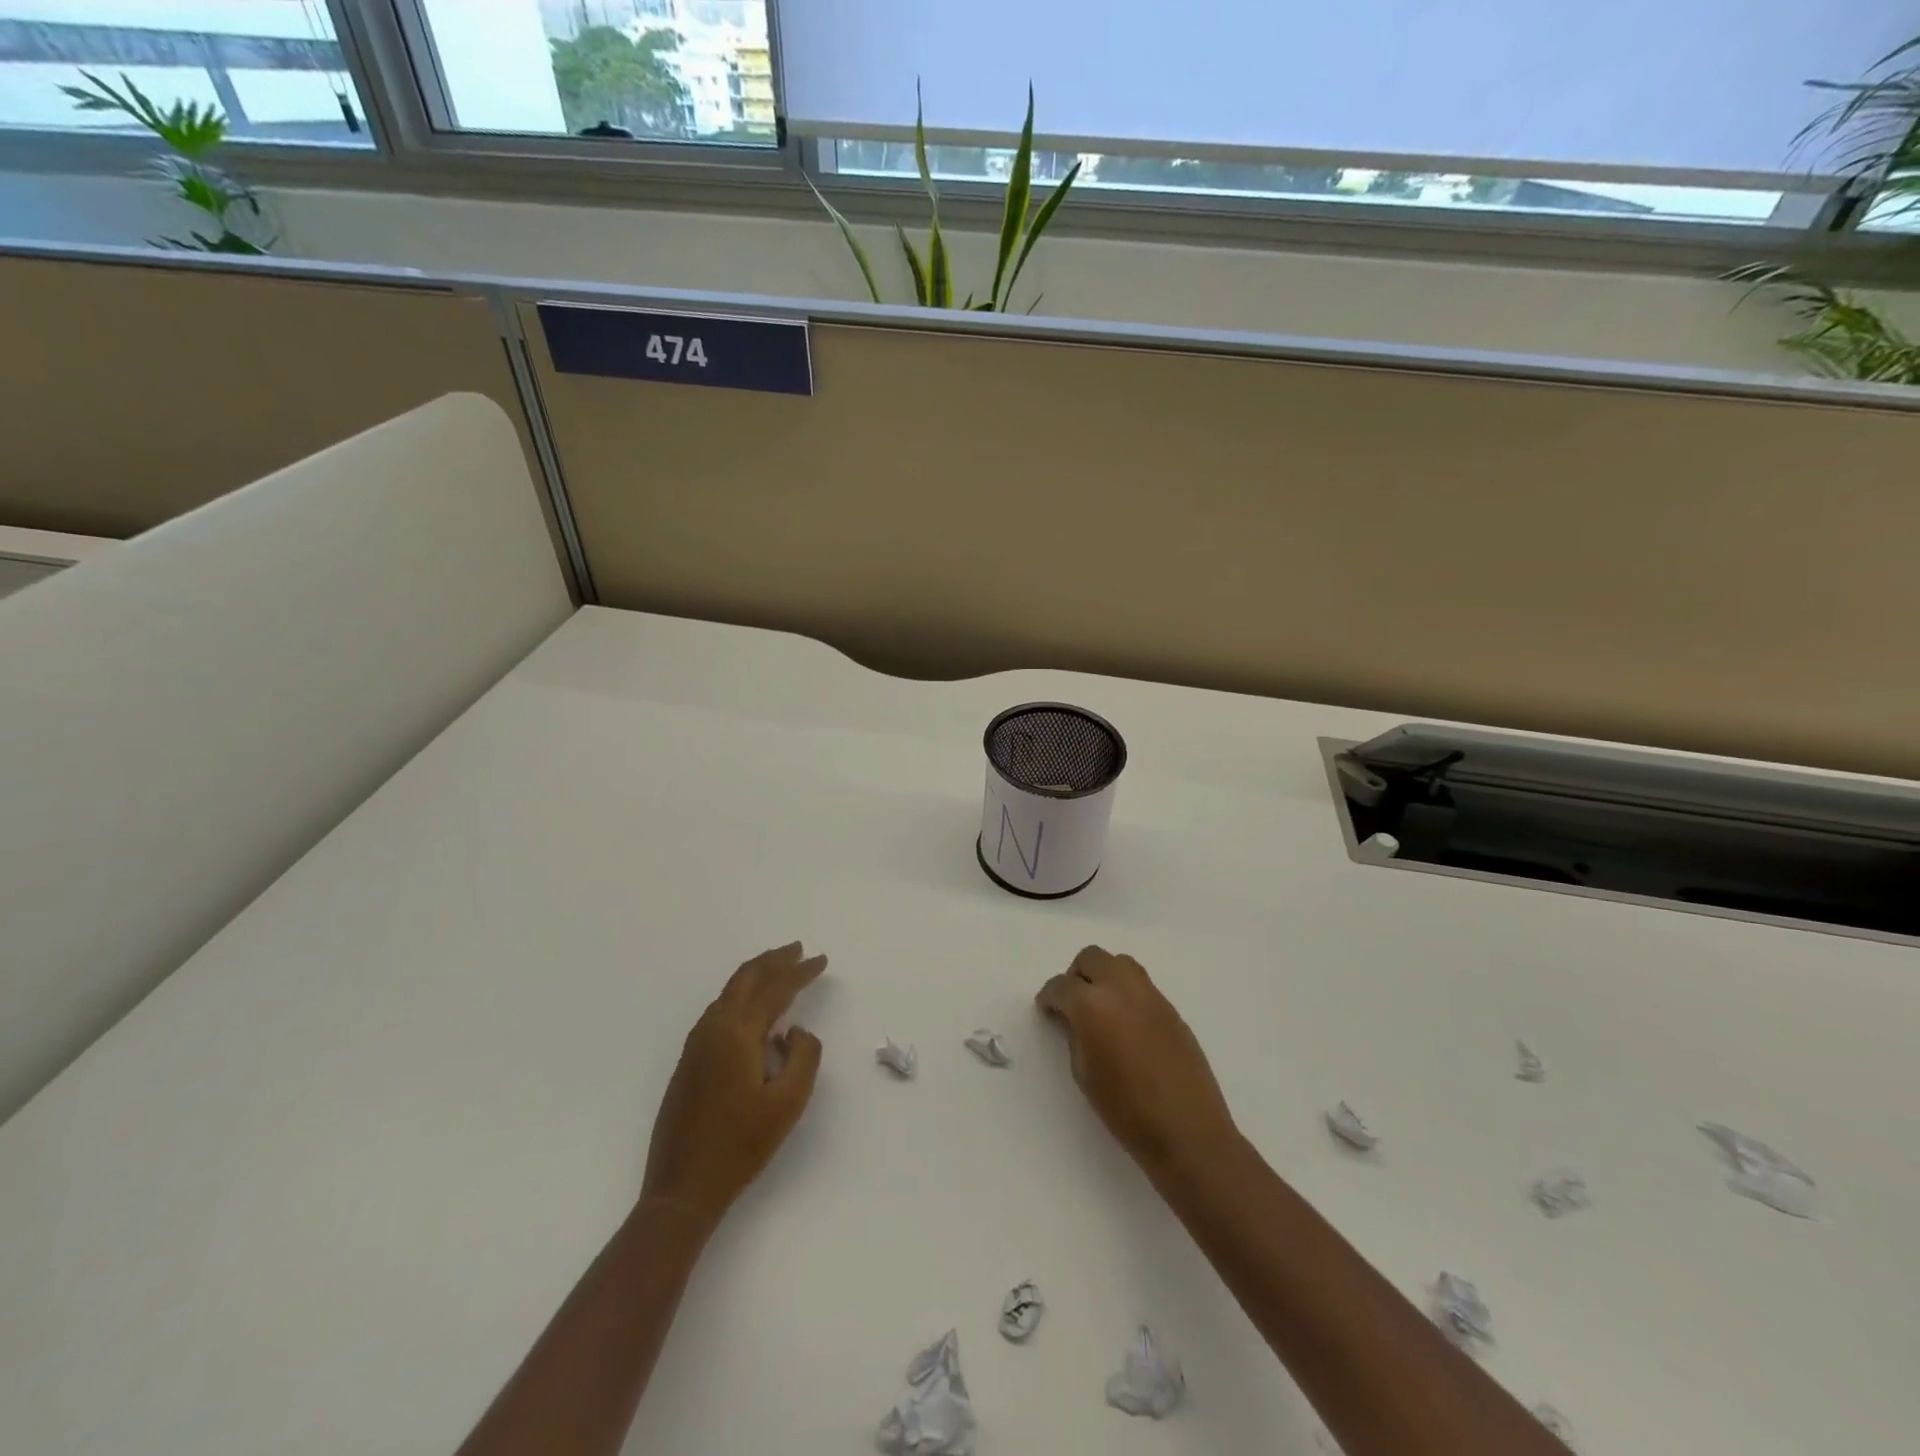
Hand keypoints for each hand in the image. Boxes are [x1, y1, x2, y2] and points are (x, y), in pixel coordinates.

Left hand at [641, 943, 825, 1222]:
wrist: (682, 1188)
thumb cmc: (741, 1146)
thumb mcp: (788, 1103)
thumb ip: (804, 1056)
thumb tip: (795, 1031)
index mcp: (737, 1033)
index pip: (775, 988)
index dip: (801, 971)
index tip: (822, 960)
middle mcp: (713, 1027)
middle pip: (746, 978)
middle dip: (774, 960)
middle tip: (799, 950)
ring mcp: (697, 1043)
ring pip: (730, 991)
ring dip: (757, 975)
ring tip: (781, 969)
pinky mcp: (690, 1060)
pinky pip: (720, 1009)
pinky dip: (742, 995)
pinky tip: (755, 1007)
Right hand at [1037, 946, 1237, 1180]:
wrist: (1187, 1131)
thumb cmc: (1126, 1110)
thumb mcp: (1083, 1073)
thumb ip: (1075, 1035)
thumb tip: (1075, 1019)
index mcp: (1091, 1005)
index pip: (1061, 986)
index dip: (1049, 997)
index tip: (1047, 1010)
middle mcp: (1120, 988)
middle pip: (1091, 958)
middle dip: (1076, 976)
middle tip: (1072, 1004)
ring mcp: (1150, 995)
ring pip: (1119, 963)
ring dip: (1104, 976)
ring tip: (1101, 1008)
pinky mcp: (1171, 1008)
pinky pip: (1141, 985)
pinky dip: (1126, 992)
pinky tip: (1126, 1024)